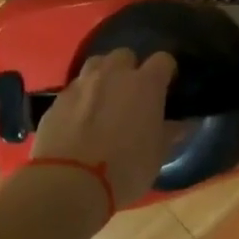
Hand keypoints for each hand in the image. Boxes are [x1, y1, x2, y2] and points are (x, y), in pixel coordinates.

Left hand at [30, 48, 177, 206]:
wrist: (69, 182)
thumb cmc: (125, 168)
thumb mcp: (158, 155)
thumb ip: (170, 132)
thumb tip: (182, 124)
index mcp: (145, 84)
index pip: (163, 60)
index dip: (166, 71)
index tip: (167, 86)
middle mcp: (113, 74)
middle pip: (125, 55)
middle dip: (131, 69)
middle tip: (133, 93)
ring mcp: (81, 84)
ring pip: (96, 64)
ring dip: (103, 75)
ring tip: (105, 99)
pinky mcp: (56, 100)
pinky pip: (74, 88)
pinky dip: (81, 97)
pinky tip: (81, 118)